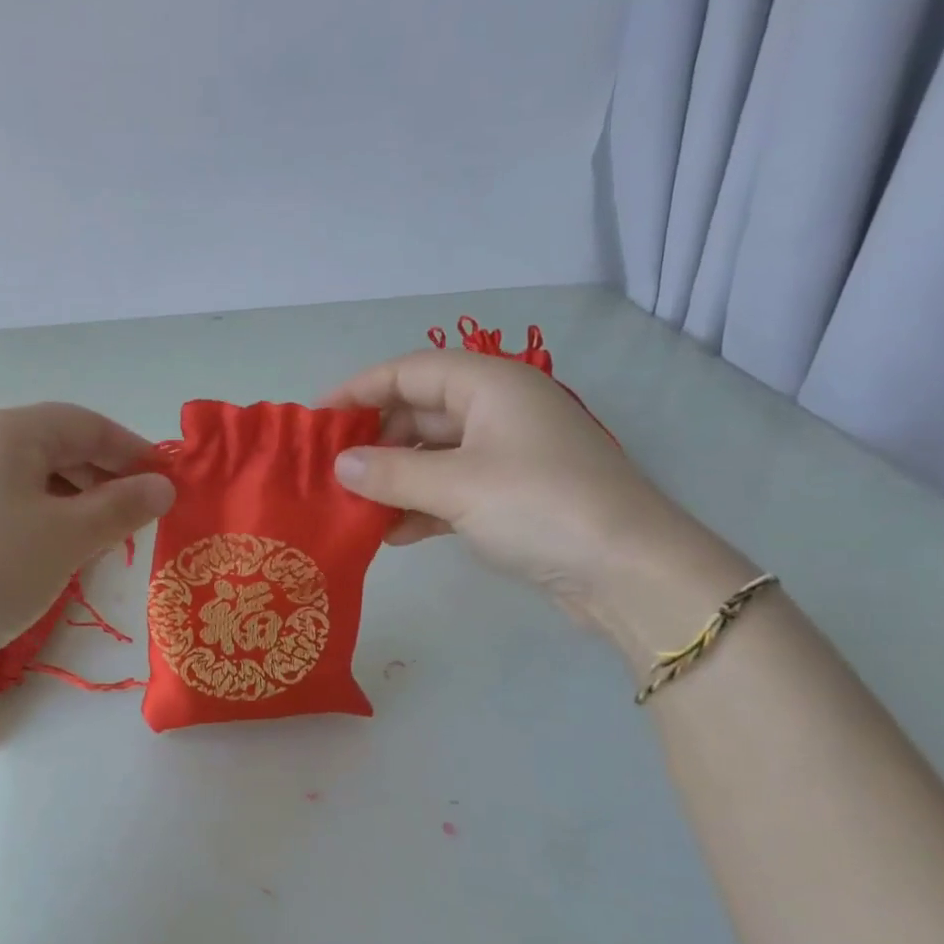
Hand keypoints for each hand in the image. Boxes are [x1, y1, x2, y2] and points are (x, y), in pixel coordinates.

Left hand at [0, 404, 173, 681]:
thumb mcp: (69, 536)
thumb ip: (122, 506)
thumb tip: (164, 486)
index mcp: (9, 431)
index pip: (87, 425)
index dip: (134, 450)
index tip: (169, 482)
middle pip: (61, 445)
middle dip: (107, 475)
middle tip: (143, 512)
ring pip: (38, 476)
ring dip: (81, 498)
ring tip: (108, 534)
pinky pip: (14, 500)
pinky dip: (49, 516)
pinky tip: (63, 547)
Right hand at [321, 349, 712, 633]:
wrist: (627, 572)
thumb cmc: (540, 506)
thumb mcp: (457, 486)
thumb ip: (390, 474)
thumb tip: (339, 466)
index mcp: (490, 386)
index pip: (410, 371)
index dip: (359, 390)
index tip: (316, 421)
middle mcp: (498, 411)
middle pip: (419, 414)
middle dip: (374, 442)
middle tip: (329, 472)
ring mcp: (507, 455)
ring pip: (433, 456)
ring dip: (393, 480)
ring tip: (351, 507)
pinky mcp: (512, 497)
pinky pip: (452, 490)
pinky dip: (420, 507)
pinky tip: (391, 535)